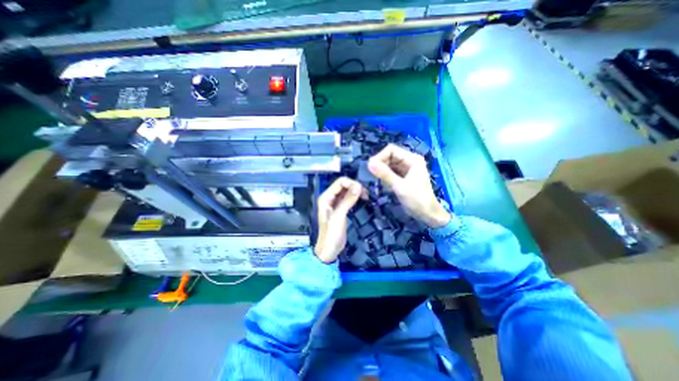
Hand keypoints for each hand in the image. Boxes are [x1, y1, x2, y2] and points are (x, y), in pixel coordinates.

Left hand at [316, 177, 362, 262]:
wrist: (329, 250)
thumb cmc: (331, 234)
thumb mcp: (339, 216)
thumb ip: (348, 200)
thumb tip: (358, 186)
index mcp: (326, 197)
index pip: (339, 182)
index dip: (351, 183)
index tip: (362, 189)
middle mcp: (330, 198)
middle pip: (344, 185)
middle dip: (354, 187)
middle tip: (365, 193)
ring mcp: (336, 203)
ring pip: (347, 191)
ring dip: (356, 192)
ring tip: (366, 196)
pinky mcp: (341, 209)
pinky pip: (349, 198)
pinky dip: (356, 197)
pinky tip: (362, 199)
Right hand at [366, 144, 448, 227]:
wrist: (427, 214)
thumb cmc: (416, 199)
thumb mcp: (399, 186)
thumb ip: (384, 174)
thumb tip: (369, 163)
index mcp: (412, 159)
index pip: (391, 150)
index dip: (380, 156)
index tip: (370, 167)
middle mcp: (409, 161)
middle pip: (389, 156)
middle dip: (380, 163)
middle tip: (370, 174)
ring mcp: (406, 169)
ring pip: (389, 164)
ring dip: (381, 170)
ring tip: (374, 178)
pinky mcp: (403, 177)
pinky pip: (391, 172)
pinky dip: (384, 175)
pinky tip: (380, 182)